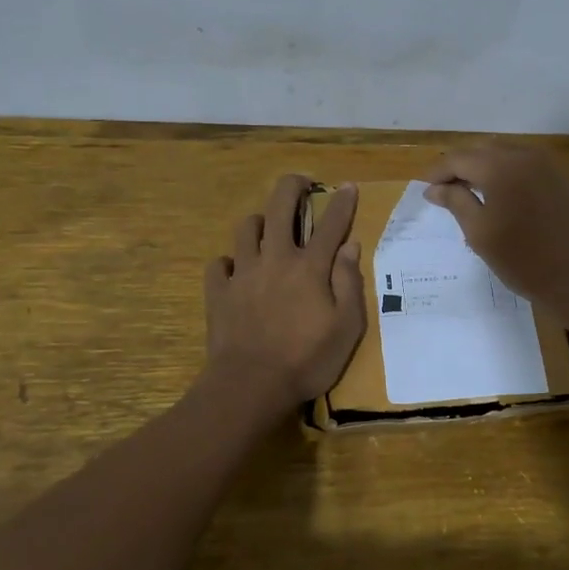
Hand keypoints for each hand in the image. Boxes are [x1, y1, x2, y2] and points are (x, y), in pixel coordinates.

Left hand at [204, 175, 365, 408]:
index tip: (348, 185)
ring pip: (246, 229)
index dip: (341, 202)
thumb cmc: (307, 360)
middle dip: (291, 186)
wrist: (250, 386)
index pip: (330, 225)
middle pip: (279, 208)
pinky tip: (236, 270)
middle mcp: (274, 259)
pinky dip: (229, 262)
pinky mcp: (218, 292)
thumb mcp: (346, 328)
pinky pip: (218, 264)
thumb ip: (349, 283)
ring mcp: (242, 273)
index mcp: (309, 268)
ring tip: (267, 230)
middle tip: (300, 183)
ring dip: (259, 222)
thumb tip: (350, 246)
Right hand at [423, 145, 568, 312]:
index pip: (458, 158)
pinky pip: (522, 164)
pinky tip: (498, 194)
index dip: (438, 172)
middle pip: (481, 151)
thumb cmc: (522, 258)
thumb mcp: (479, 232)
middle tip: (443, 191)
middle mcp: (523, 155)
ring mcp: (545, 164)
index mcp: (500, 167)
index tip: (425, 190)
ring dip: (482, 168)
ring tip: (467, 192)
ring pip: (503, 154)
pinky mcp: (559, 177)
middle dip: (459, 167)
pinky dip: (504, 172)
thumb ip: (455, 202)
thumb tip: (433, 188)